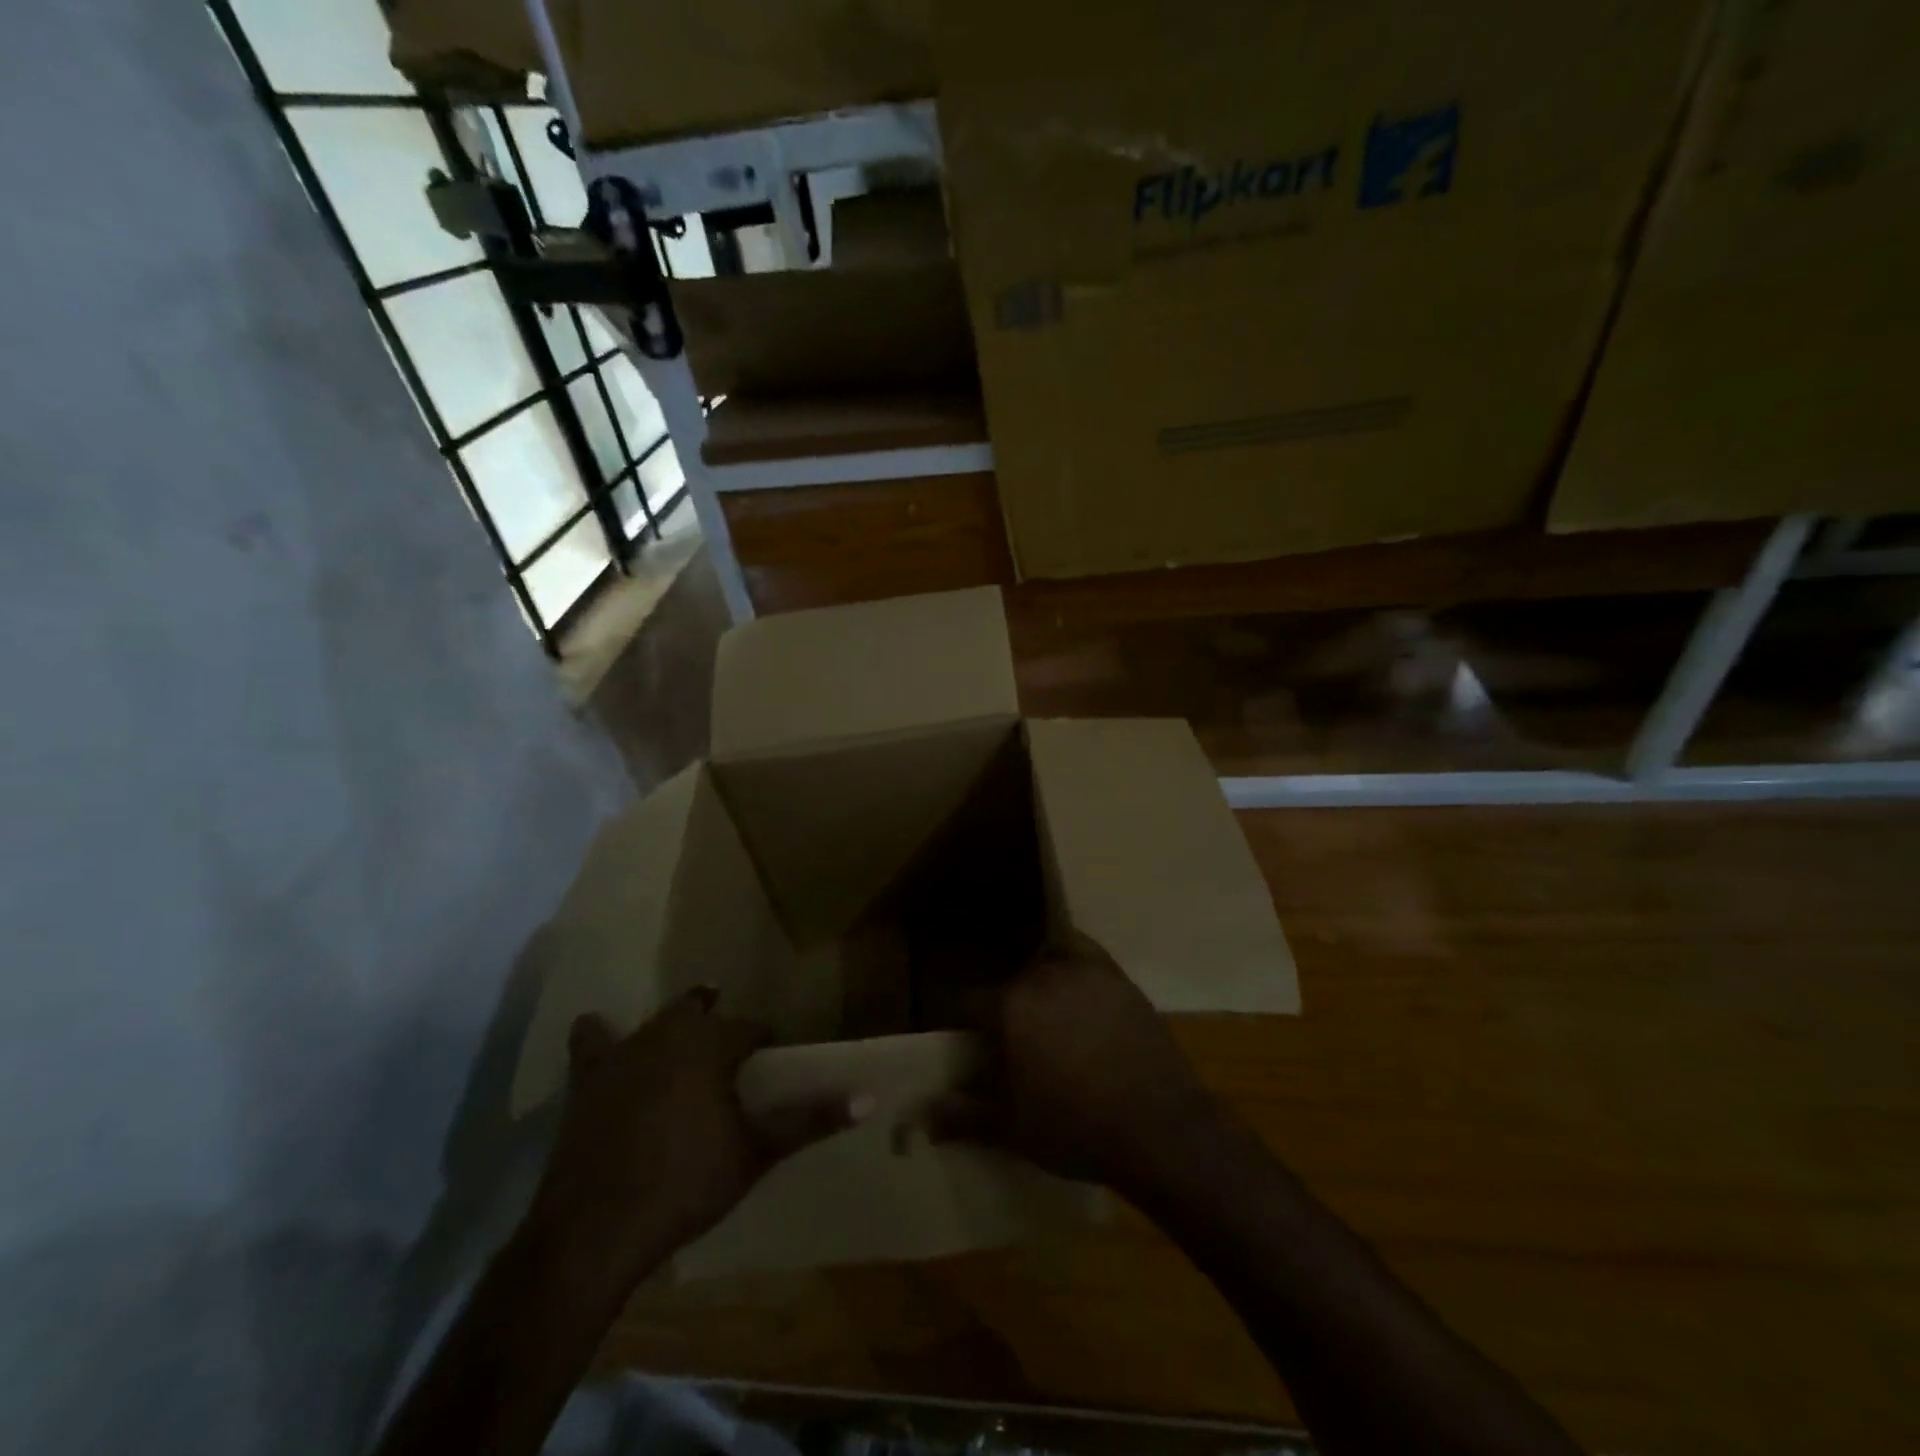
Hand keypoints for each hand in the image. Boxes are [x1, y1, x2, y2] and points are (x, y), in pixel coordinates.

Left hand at [529, 987, 867, 1283]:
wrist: (597, 1228)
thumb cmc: (686, 1185)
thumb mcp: (756, 1154)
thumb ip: (809, 1121)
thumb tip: (868, 1099)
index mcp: (713, 1045)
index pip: (750, 1027)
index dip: (763, 1039)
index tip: (771, 1055)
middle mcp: (670, 1034)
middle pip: (699, 1010)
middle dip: (717, 1020)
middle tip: (729, 1046)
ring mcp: (624, 1053)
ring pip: (655, 1021)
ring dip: (673, 1025)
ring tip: (685, 1033)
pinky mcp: (587, 1078)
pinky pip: (591, 1041)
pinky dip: (598, 1036)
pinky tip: (599, 1034)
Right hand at [931, 941, 1224, 1194]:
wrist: (1158, 1128)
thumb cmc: (1076, 1128)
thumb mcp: (1013, 1127)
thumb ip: (966, 1115)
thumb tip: (925, 1116)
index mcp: (1010, 1006)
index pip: (969, 1002)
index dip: (965, 1023)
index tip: (969, 1043)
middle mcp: (1042, 977)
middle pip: (1010, 981)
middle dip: (1004, 1004)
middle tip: (1010, 1036)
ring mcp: (1085, 972)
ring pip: (1046, 963)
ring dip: (1037, 981)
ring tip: (1044, 1011)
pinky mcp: (1118, 978)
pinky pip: (1085, 953)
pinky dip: (1072, 958)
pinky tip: (1073, 980)